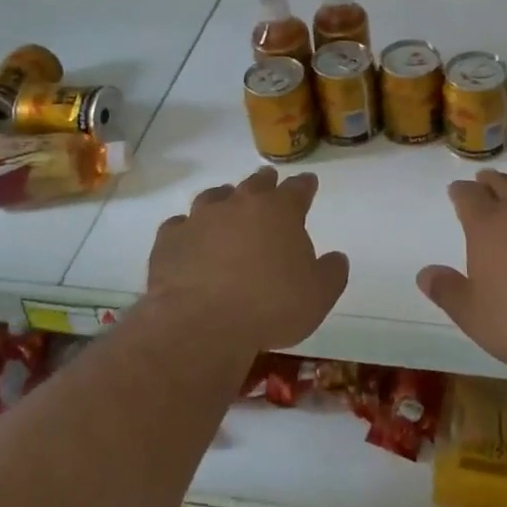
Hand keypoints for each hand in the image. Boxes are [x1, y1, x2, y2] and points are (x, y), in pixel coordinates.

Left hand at [147, 167, 348, 351]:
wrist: (201, 324)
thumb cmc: (270, 307)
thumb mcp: (318, 296)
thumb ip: (331, 273)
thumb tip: (336, 258)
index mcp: (280, 211)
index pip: (298, 188)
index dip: (305, 185)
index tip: (308, 183)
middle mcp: (240, 204)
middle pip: (255, 184)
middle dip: (265, 183)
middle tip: (268, 183)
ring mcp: (200, 218)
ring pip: (214, 197)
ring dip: (223, 198)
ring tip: (226, 203)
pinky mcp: (170, 240)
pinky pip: (179, 226)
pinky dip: (187, 229)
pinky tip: (188, 239)